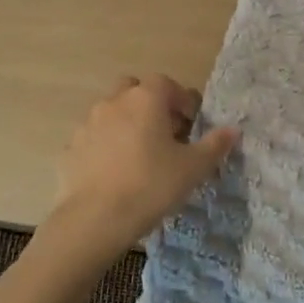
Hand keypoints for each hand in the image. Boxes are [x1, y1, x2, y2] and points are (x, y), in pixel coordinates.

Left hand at [50, 75, 239, 256]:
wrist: (95, 219)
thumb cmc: (151, 185)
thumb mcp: (193, 168)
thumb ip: (214, 145)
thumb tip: (232, 130)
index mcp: (145, 99)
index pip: (167, 83)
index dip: (182, 100)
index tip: (192, 124)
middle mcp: (114, 102)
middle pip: (134, 90)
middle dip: (150, 105)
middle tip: (165, 133)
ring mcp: (88, 124)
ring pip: (112, 113)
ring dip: (127, 124)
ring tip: (141, 156)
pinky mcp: (71, 148)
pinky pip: (95, 138)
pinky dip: (107, 146)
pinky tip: (116, 172)